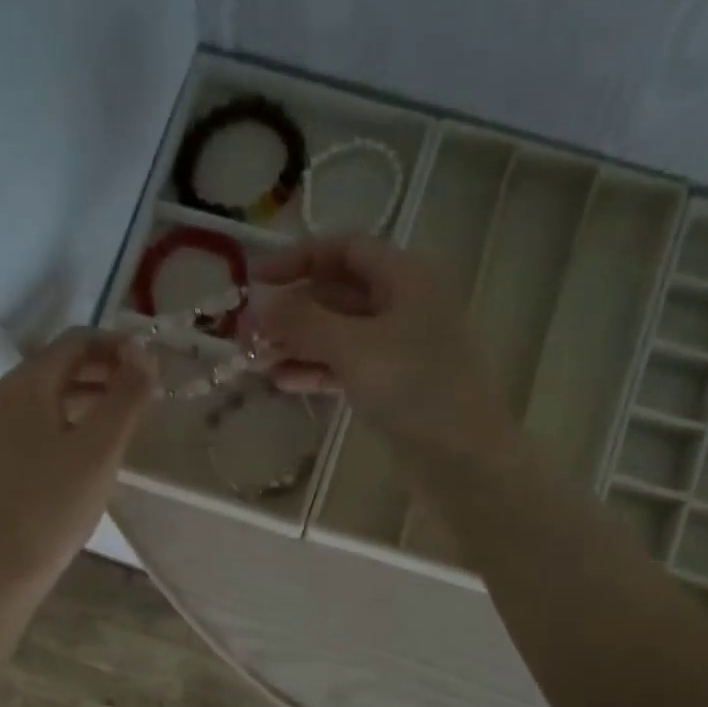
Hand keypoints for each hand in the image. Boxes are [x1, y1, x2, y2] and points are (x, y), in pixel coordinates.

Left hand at [0, 328, 154, 603]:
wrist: (3, 566)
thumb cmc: (56, 505)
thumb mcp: (100, 450)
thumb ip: (126, 397)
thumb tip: (145, 354)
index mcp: (24, 385)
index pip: (75, 342)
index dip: (116, 346)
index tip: (150, 366)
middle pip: (56, 366)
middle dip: (102, 371)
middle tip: (141, 392)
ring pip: (43, 395)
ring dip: (84, 396)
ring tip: (120, 418)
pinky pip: (31, 422)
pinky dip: (63, 419)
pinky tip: (83, 446)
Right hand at [246, 235, 512, 457]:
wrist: (461, 456)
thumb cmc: (413, 387)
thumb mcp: (353, 347)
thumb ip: (302, 321)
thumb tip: (257, 302)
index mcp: (405, 277)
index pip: (344, 249)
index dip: (297, 259)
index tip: (254, 281)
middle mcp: (404, 304)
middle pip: (337, 293)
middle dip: (291, 310)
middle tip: (246, 331)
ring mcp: (400, 348)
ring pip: (339, 334)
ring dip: (297, 344)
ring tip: (255, 361)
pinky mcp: (394, 386)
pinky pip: (347, 367)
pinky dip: (316, 371)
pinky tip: (283, 383)